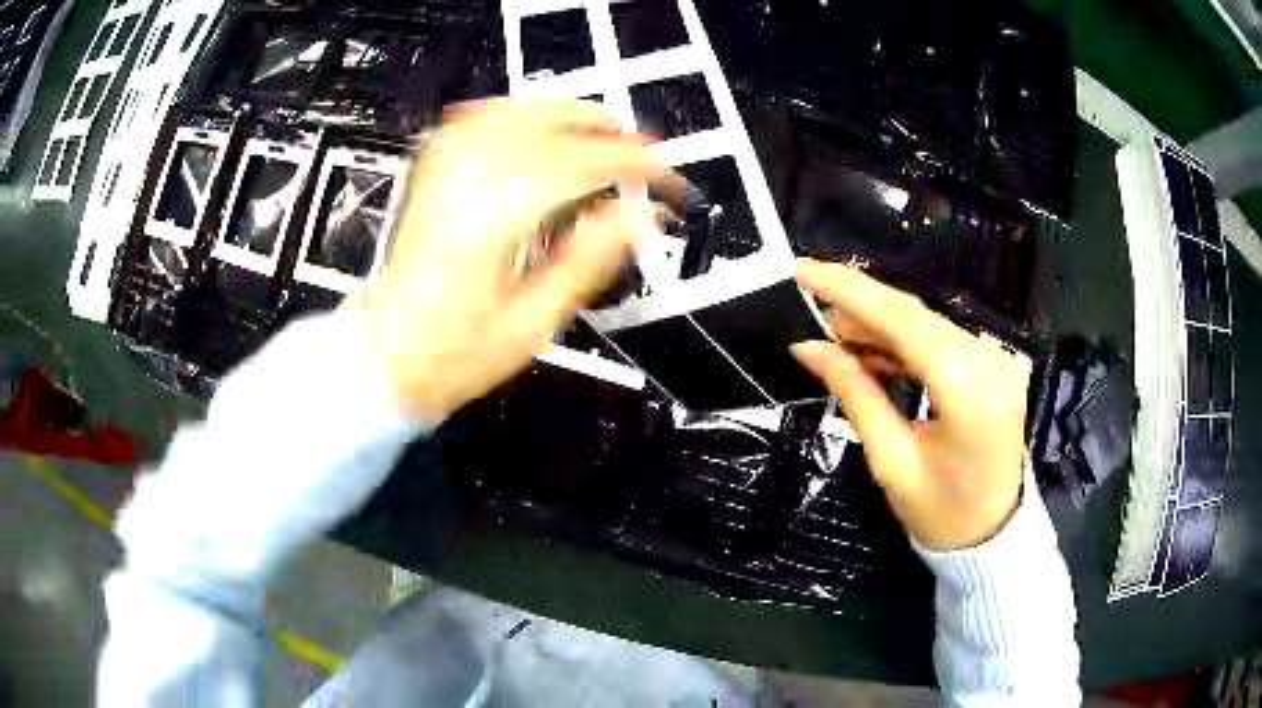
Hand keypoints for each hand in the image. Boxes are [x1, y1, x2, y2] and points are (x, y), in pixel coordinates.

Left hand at [353, 100, 682, 419]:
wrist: (387, 354)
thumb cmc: (456, 352)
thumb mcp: (534, 320)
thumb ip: (589, 259)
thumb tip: (640, 216)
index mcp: (495, 219)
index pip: (581, 165)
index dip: (633, 165)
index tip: (665, 177)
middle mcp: (466, 182)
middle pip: (546, 125)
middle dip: (603, 129)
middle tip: (640, 149)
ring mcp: (441, 172)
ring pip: (511, 112)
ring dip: (563, 112)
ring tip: (598, 126)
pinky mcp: (429, 175)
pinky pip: (473, 120)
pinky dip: (511, 111)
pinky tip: (530, 117)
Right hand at [790, 259, 1030, 550]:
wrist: (993, 536)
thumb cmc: (941, 513)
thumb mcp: (890, 460)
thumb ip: (854, 394)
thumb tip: (808, 347)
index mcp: (966, 387)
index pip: (902, 318)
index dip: (850, 289)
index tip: (802, 271)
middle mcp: (988, 359)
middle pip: (914, 316)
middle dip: (859, 311)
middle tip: (811, 320)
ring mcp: (996, 359)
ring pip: (926, 325)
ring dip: (879, 329)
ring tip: (835, 343)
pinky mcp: (994, 365)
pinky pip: (942, 342)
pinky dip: (905, 345)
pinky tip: (873, 355)